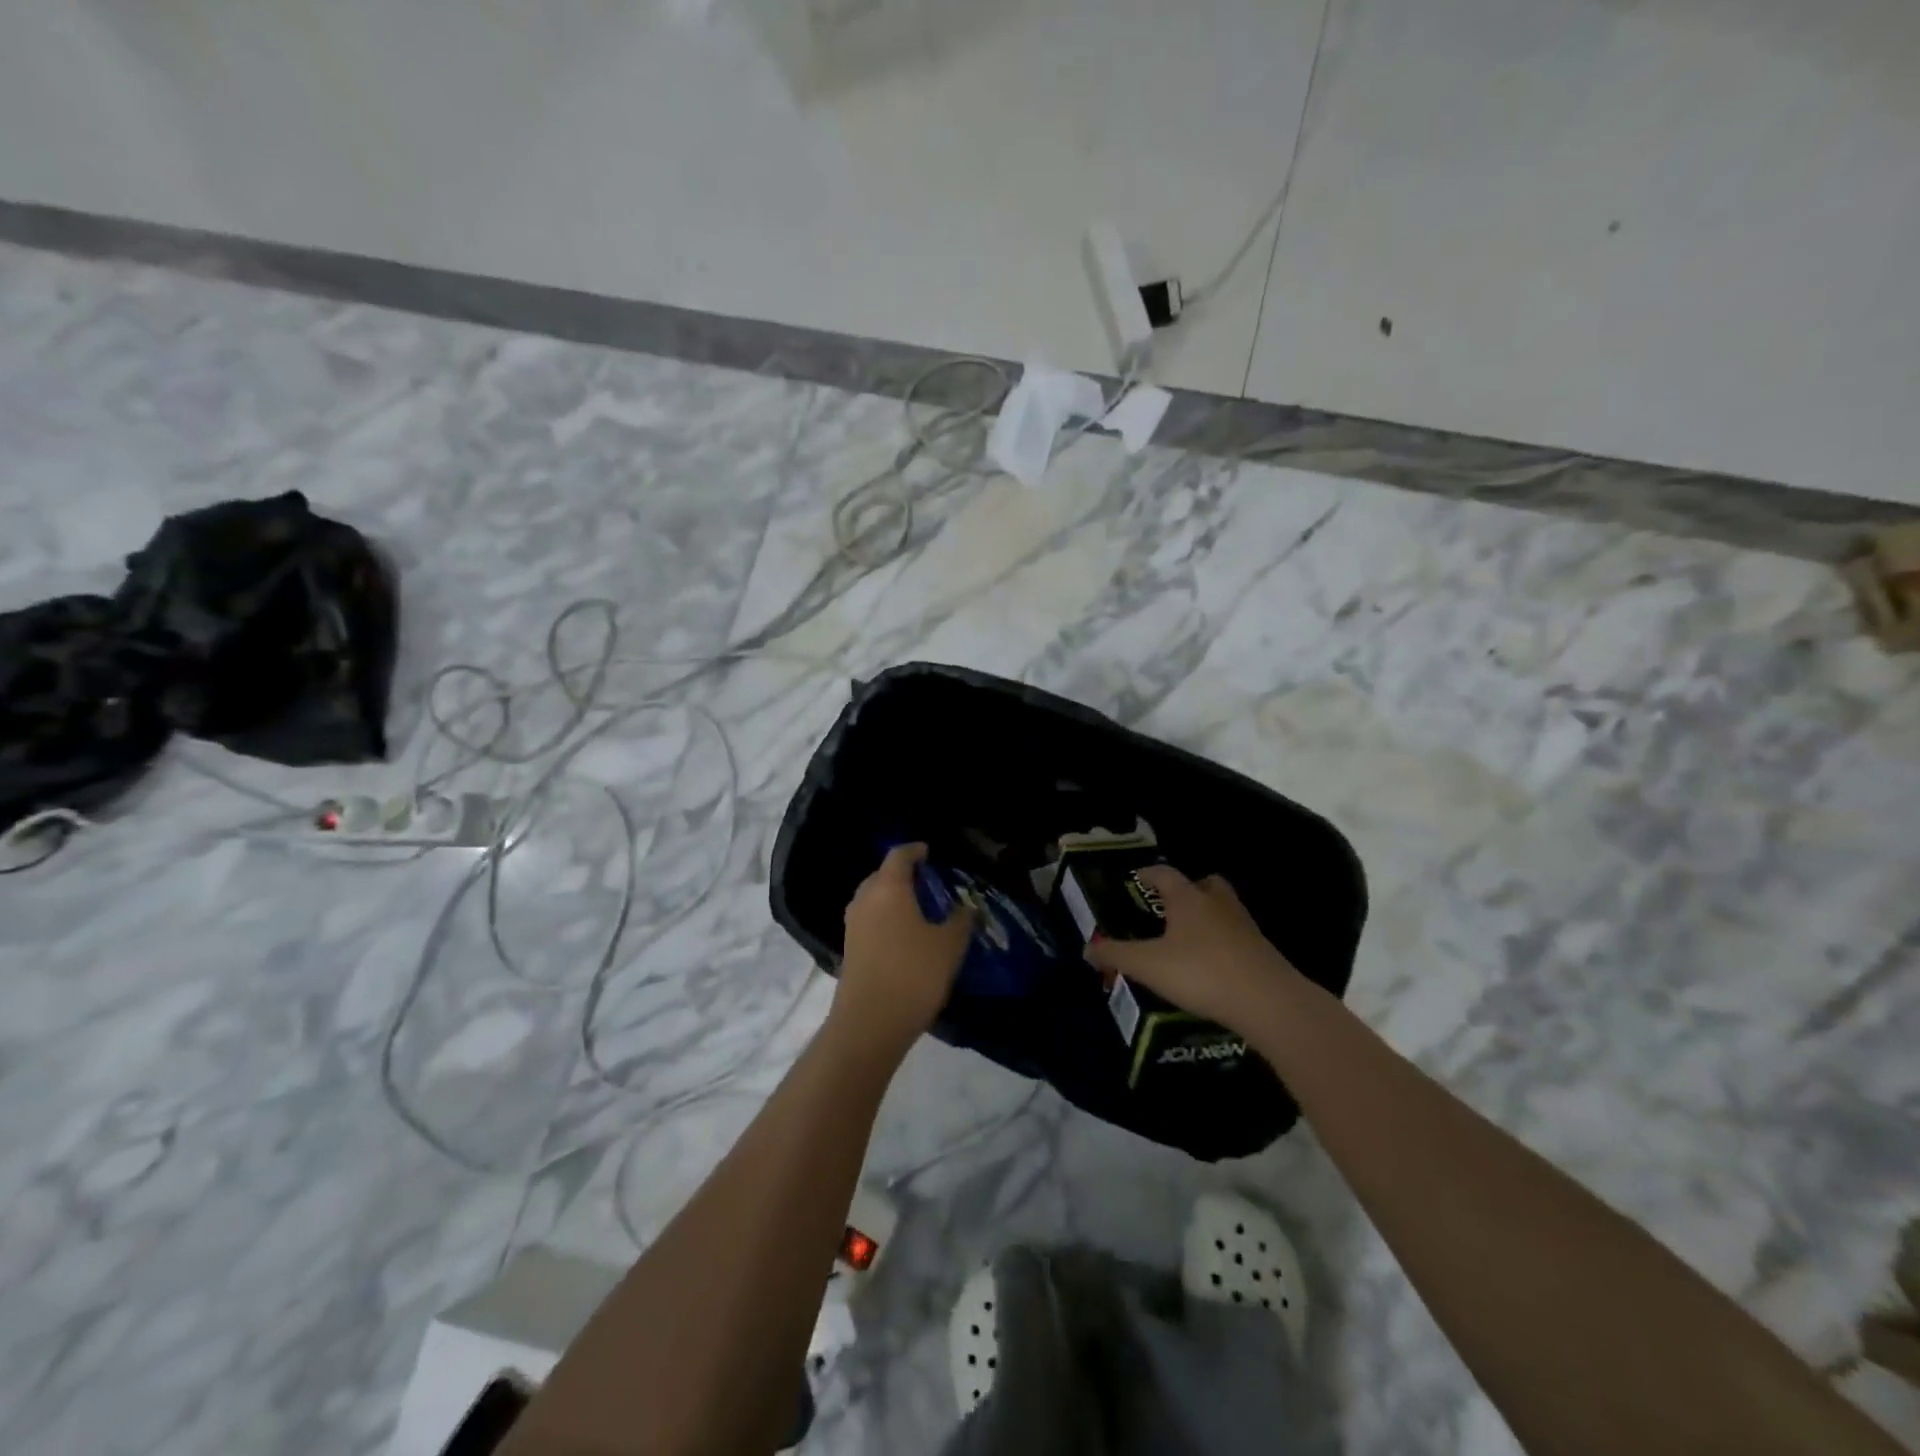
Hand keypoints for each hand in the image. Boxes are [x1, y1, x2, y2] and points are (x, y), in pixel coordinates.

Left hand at [832, 843, 973, 1056]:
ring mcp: (853, 925)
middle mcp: (865, 899)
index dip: (915, 850)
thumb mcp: (949, 945)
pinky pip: (869, 920)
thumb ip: (960, 920)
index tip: (929, 852)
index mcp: (888, 888)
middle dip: (903, 875)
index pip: (899, 856)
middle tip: (929, 882)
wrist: (870, 1023)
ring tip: (919, 909)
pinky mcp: (849, 948)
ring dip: (893, 898)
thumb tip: (966, 907)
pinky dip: (886, 918)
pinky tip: (905, 934)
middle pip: (882, 875)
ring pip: (873, 899)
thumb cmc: (913, 973)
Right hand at [1085, 866, 1296, 1032]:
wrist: (1268, 1002)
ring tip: (1189, 936)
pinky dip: (1222, 942)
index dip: (1147, 874)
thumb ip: (1115, 955)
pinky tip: (1211, 964)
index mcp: (1187, 899)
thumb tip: (1087, 947)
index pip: (1164, 874)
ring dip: (1208, 915)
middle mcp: (1217, 903)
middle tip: (1170, 905)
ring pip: (1224, 908)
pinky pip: (1236, 936)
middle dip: (1188, 890)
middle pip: (1204, 883)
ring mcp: (1244, 926)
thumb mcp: (1148, 965)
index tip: (1135, 878)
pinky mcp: (1261, 951)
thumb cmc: (1201, 972)